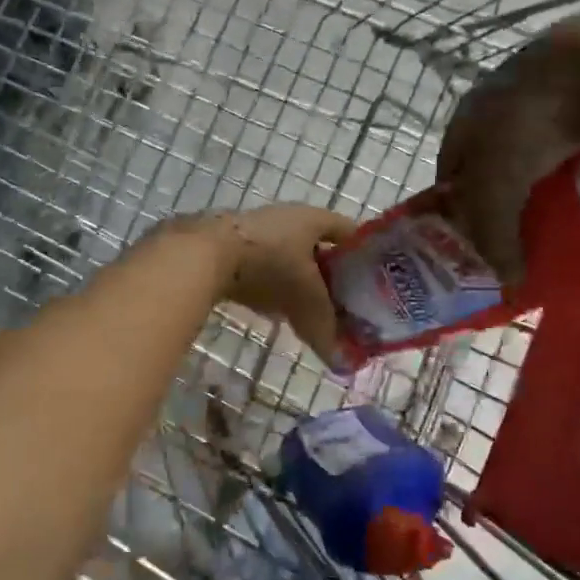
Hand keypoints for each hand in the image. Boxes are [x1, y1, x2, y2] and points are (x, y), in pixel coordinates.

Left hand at [209, 204, 354, 364]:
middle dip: (330, 275)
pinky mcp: (233, 247)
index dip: (363, 255)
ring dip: (299, 282)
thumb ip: (325, 327)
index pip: (348, 231)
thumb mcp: (305, 298)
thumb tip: (341, 362)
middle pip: (318, 247)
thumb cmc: (271, 265)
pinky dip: (273, 287)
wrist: (207, 255)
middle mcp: (287, 218)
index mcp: (313, 218)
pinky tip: (275, 311)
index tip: (373, 281)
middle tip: (342, 304)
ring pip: (289, 258)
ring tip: (311, 312)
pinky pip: (263, 268)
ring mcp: (257, 230)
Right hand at [436, 9, 579, 282]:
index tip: (473, 236)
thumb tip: (508, 282)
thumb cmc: (530, 125)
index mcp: (470, 111)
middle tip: (527, 222)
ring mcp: (555, 78)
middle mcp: (504, 90)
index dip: (458, 201)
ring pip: (545, 134)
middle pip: (498, 148)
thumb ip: (492, 235)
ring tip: (573, 199)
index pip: (452, 163)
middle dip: (509, 186)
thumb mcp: (497, 186)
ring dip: (552, 165)